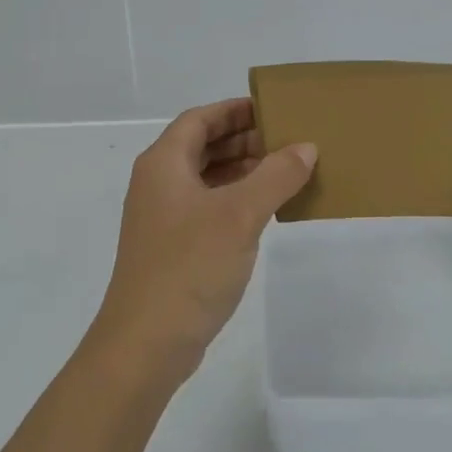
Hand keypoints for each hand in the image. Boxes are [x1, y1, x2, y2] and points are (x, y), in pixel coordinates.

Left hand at [86, 99, 316, 385]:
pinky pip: (207, 208)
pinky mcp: (172, 247)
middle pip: (202, 146)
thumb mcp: (240, 215)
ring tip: (286, 171)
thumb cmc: (190, 266)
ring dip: (242, 171)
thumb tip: (305, 147)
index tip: (273, 109)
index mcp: (163, 164)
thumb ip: (276, 176)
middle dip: (243, 140)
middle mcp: (158, 183)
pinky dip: (235, 200)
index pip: (200, 119)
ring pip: (206, 179)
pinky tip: (266, 210)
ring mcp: (163, 218)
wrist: (147, 342)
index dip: (234, 110)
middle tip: (288, 141)